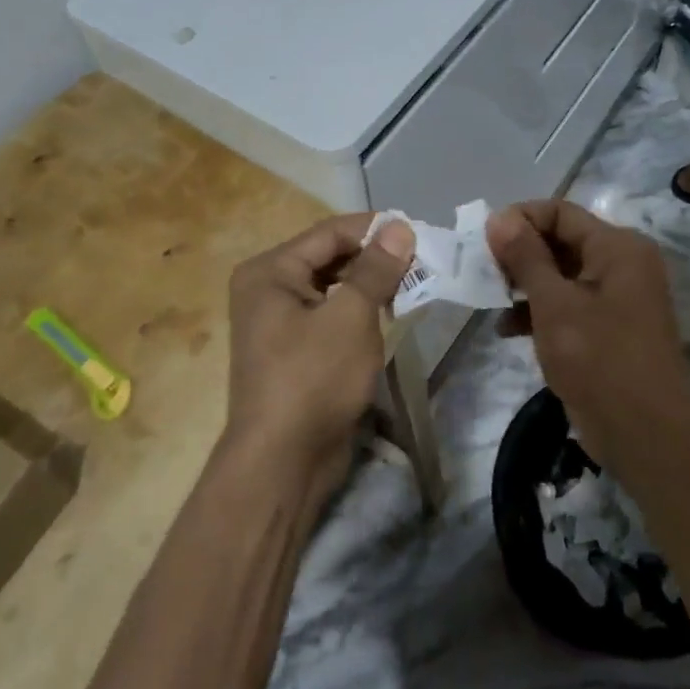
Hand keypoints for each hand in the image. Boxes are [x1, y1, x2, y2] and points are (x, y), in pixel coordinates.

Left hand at [225, 214, 414, 491]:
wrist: (282, 463)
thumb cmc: (313, 378)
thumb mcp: (351, 316)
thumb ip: (376, 268)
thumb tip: (399, 226)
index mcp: (270, 271)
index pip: (330, 232)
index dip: (374, 229)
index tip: (418, 233)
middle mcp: (268, 288)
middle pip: (330, 257)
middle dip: (374, 258)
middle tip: (421, 261)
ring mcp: (278, 321)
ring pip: (333, 287)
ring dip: (370, 284)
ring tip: (412, 285)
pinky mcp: (295, 349)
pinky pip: (330, 315)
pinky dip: (359, 311)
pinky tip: (389, 315)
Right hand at [485, 201, 689, 467]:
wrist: (648, 437)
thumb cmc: (600, 360)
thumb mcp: (554, 305)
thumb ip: (525, 257)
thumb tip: (498, 217)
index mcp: (617, 247)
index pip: (559, 212)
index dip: (519, 220)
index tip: (482, 243)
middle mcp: (621, 263)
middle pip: (560, 241)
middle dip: (518, 254)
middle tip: (482, 273)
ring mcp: (617, 298)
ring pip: (560, 274)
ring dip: (524, 285)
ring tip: (490, 301)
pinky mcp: (608, 328)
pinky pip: (568, 304)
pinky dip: (539, 311)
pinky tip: (507, 329)